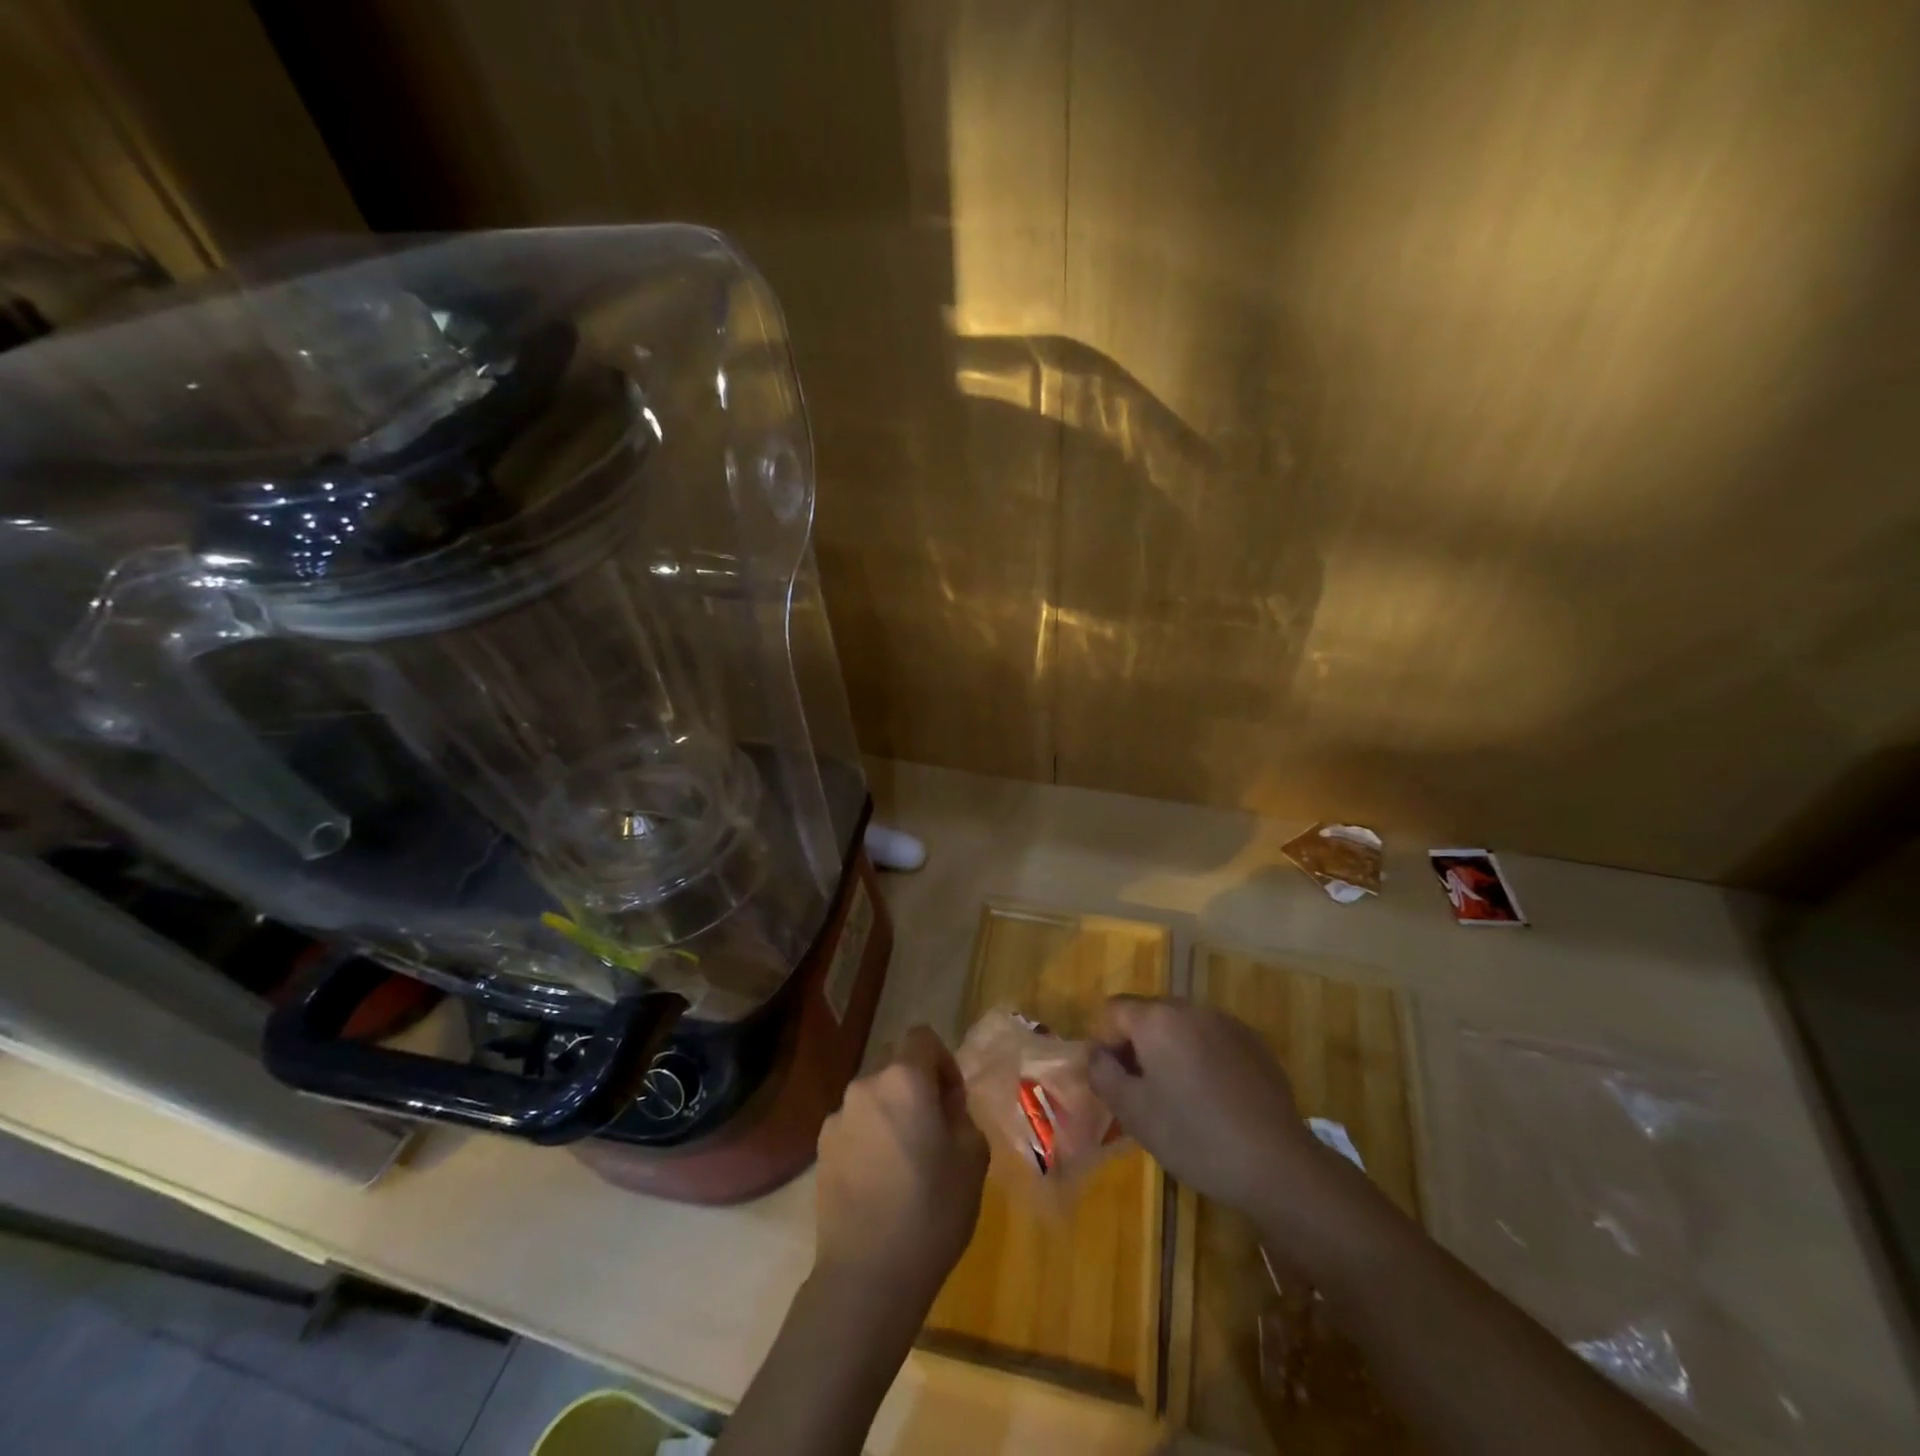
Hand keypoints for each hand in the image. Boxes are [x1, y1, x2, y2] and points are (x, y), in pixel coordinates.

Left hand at [814, 1025, 988, 1307]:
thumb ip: (961, 1115)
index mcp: (904, 1079)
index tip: (952, 1101)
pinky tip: (879, 1184)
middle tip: (934, 1131)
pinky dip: (869, 1139)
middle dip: (916, 1086)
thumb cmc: (932, 1211)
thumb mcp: (972, 1159)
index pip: (922, 1036)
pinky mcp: (821, 1151)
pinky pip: (854, 1127)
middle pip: (895, 1065)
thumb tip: (944, 1106)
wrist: (867, 1276)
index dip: (942, 1060)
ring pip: (873, 1098)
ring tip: (905, 1164)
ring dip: (891, 1114)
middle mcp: (865, 1086)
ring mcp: (837, 1118)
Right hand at [1088, 995, 1315, 1215]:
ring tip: (1178, 1097)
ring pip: (1182, 1027)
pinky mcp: (1254, 1043)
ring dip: (1170, 1051)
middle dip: (1137, 1045)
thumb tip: (1096, 1054)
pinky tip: (1212, 1099)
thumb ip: (1103, 1074)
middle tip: (1140, 1091)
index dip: (1104, 1042)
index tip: (1112, 1080)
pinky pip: (1212, 1039)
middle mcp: (1191, 1008)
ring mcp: (1227, 1023)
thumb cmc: (1194, 1136)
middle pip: (1149, 1014)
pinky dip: (1201, 1058)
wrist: (1276, 1164)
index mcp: (1157, 1018)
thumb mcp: (1133, 1112)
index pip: (1113, 1010)